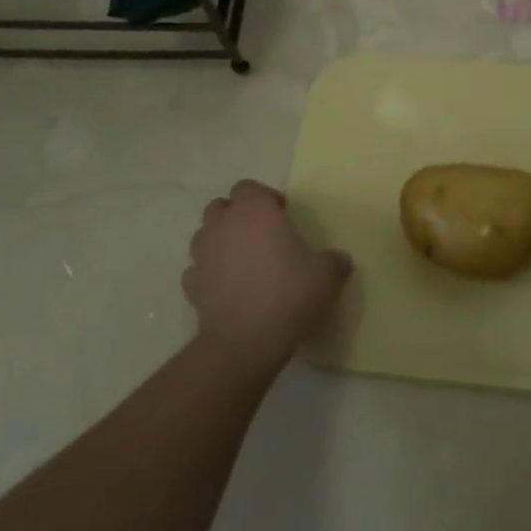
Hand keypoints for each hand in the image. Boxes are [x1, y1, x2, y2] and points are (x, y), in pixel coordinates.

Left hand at [183, 180, 350, 369]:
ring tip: (241, 262)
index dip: (264, 198)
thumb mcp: (327, 275)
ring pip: (205, 235)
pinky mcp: (191, 286)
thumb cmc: (288, 294)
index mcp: (255, 210)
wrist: (245, 342)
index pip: (249, 187)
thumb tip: (338, 260)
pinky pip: (197, 271)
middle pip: (221, 206)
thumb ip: (334, 261)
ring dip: (219, 242)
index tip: (282, 215)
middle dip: (237, 216)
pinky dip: (208, 275)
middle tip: (259, 236)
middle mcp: (224, 224)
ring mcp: (202, 255)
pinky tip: (226, 289)